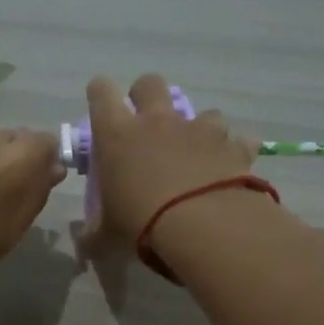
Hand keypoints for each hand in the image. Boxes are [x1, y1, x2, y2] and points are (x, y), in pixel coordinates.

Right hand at [87, 75, 261, 244]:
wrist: (202, 227)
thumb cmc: (140, 224)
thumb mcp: (107, 234)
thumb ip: (94, 233)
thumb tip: (85, 241)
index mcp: (117, 135)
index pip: (101, 92)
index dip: (100, 94)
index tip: (101, 107)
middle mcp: (157, 121)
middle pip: (150, 83)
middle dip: (146, 96)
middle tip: (146, 125)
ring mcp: (199, 129)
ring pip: (201, 111)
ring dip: (198, 129)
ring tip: (196, 154)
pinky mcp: (232, 145)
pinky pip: (238, 140)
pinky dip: (233, 151)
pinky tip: (231, 168)